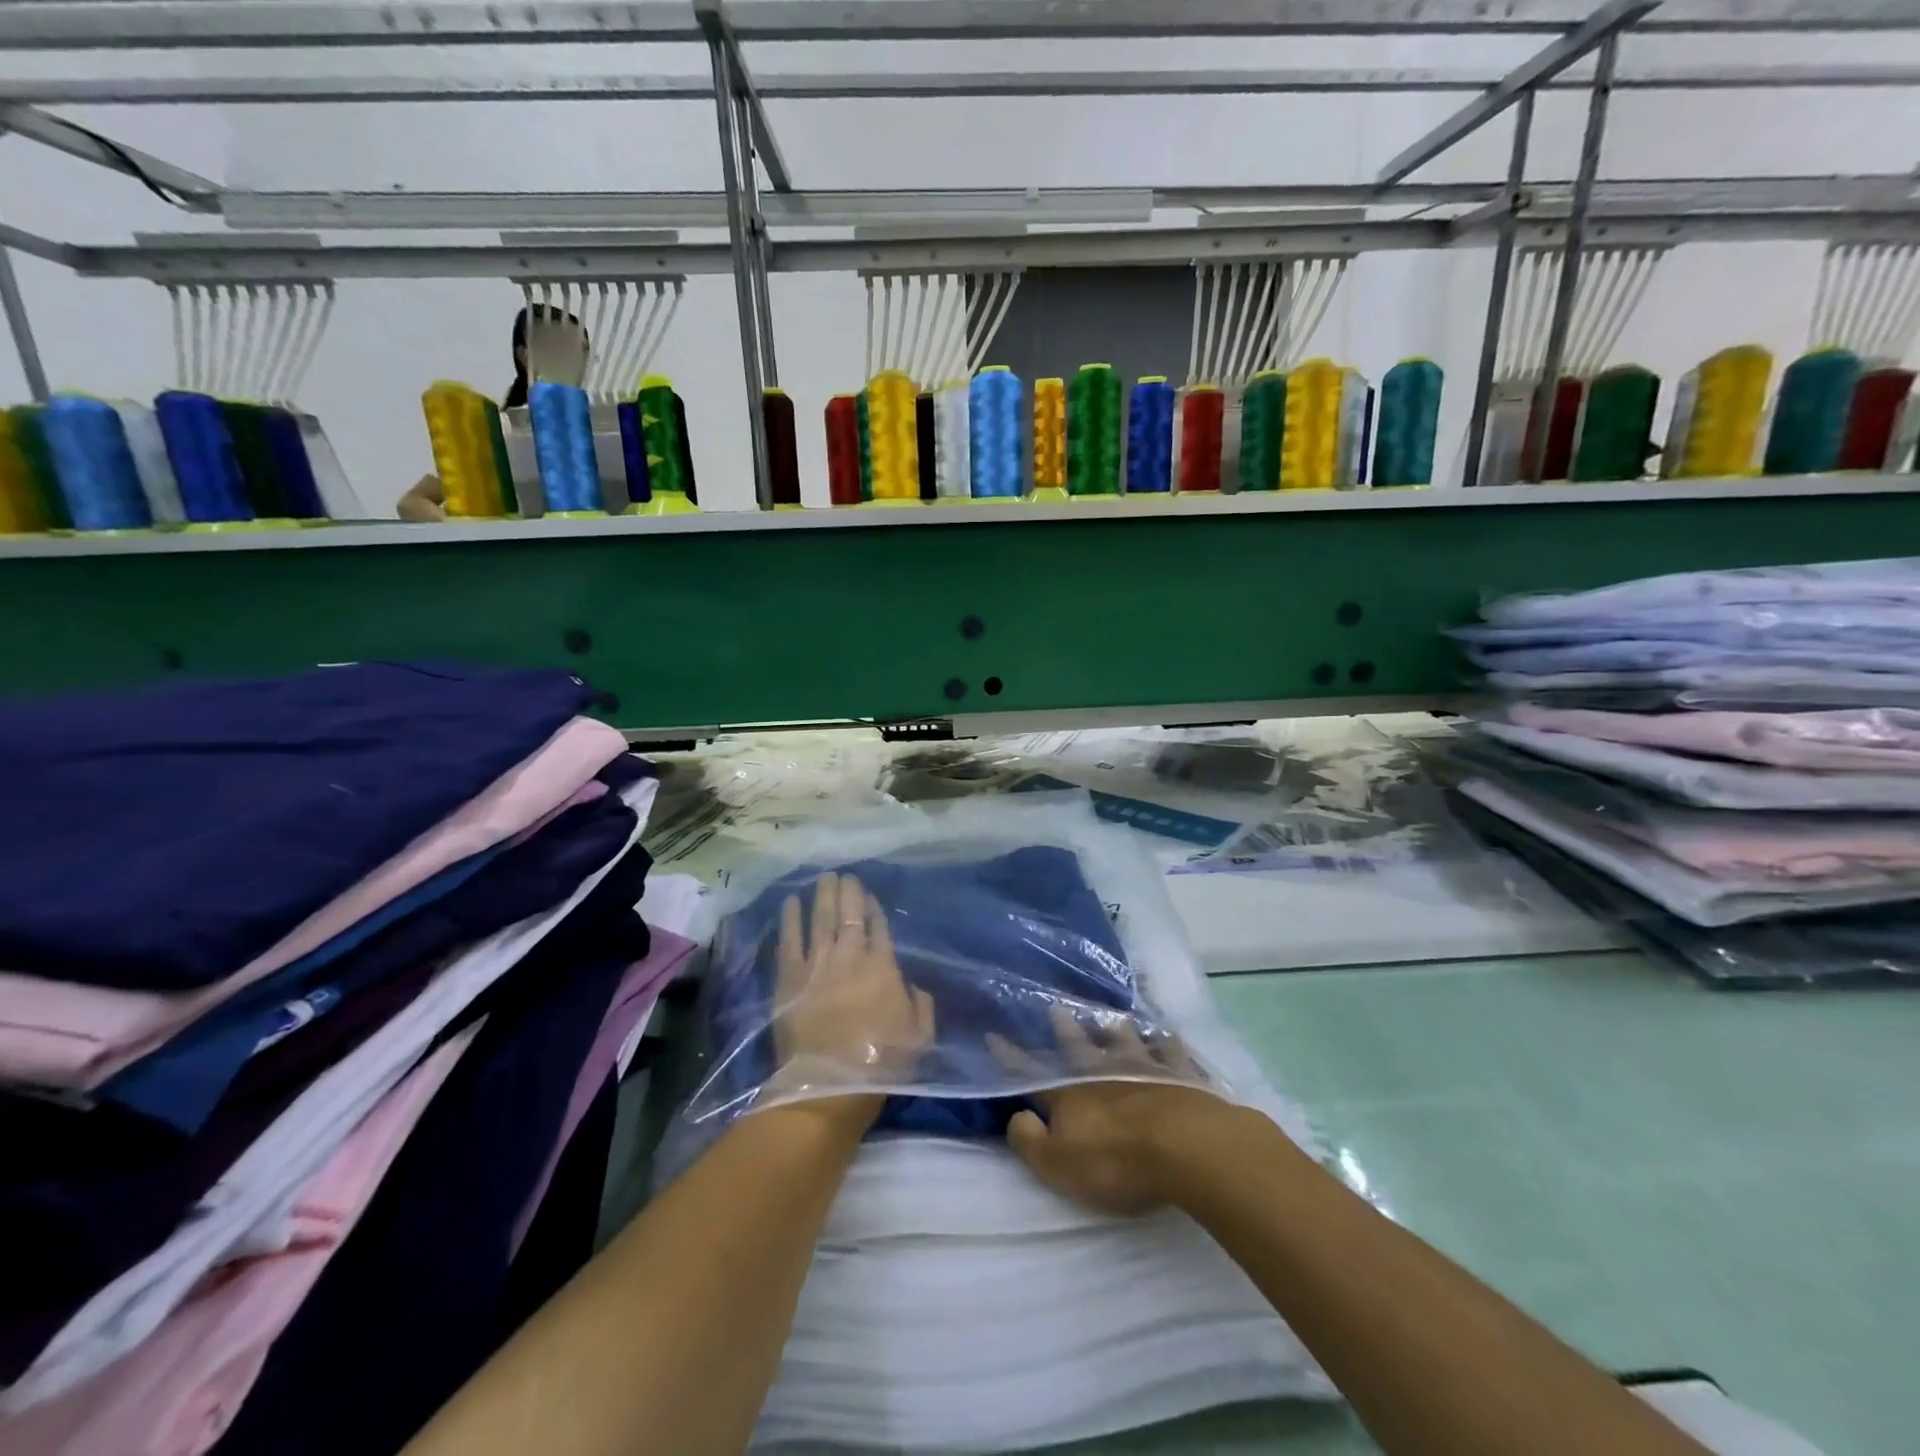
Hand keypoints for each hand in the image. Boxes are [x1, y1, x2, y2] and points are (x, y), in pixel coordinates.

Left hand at [767, 872, 935, 1107]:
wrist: (829, 1088)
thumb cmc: (880, 1065)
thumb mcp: (920, 1036)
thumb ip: (921, 1004)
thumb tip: (914, 985)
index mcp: (882, 967)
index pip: (878, 927)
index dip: (873, 908)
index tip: (868, 894)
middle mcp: (849, 957)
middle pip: (848, 915)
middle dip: (848, 892)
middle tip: (844, 875)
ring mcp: (816, 965)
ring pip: (820, 919)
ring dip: (822, 896)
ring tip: (824, 877)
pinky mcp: (789, 978)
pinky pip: (789, 940)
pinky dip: (791, 918)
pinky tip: (791, 902)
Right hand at [992, 1006, 1236, 1216]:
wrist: (1182, 1144)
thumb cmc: (1115, 1160)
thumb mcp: (1058, 1164)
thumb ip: (1030, 1141)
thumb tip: (1016, 1116)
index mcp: (1069, 1093)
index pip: (1031, 1072)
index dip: (1011, 1056)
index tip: (994, 1034)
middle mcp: (1102, 1071)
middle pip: (1079, 1045)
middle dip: (1066, 1029)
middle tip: (1057, 1007)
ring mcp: (1142, 1068)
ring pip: (1125, 1040)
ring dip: (1117, 1029)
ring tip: (1115, 1016)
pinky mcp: (1178, 1076)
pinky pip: (1171, 1053)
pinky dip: (1168, 1043)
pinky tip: (1169, 1035)